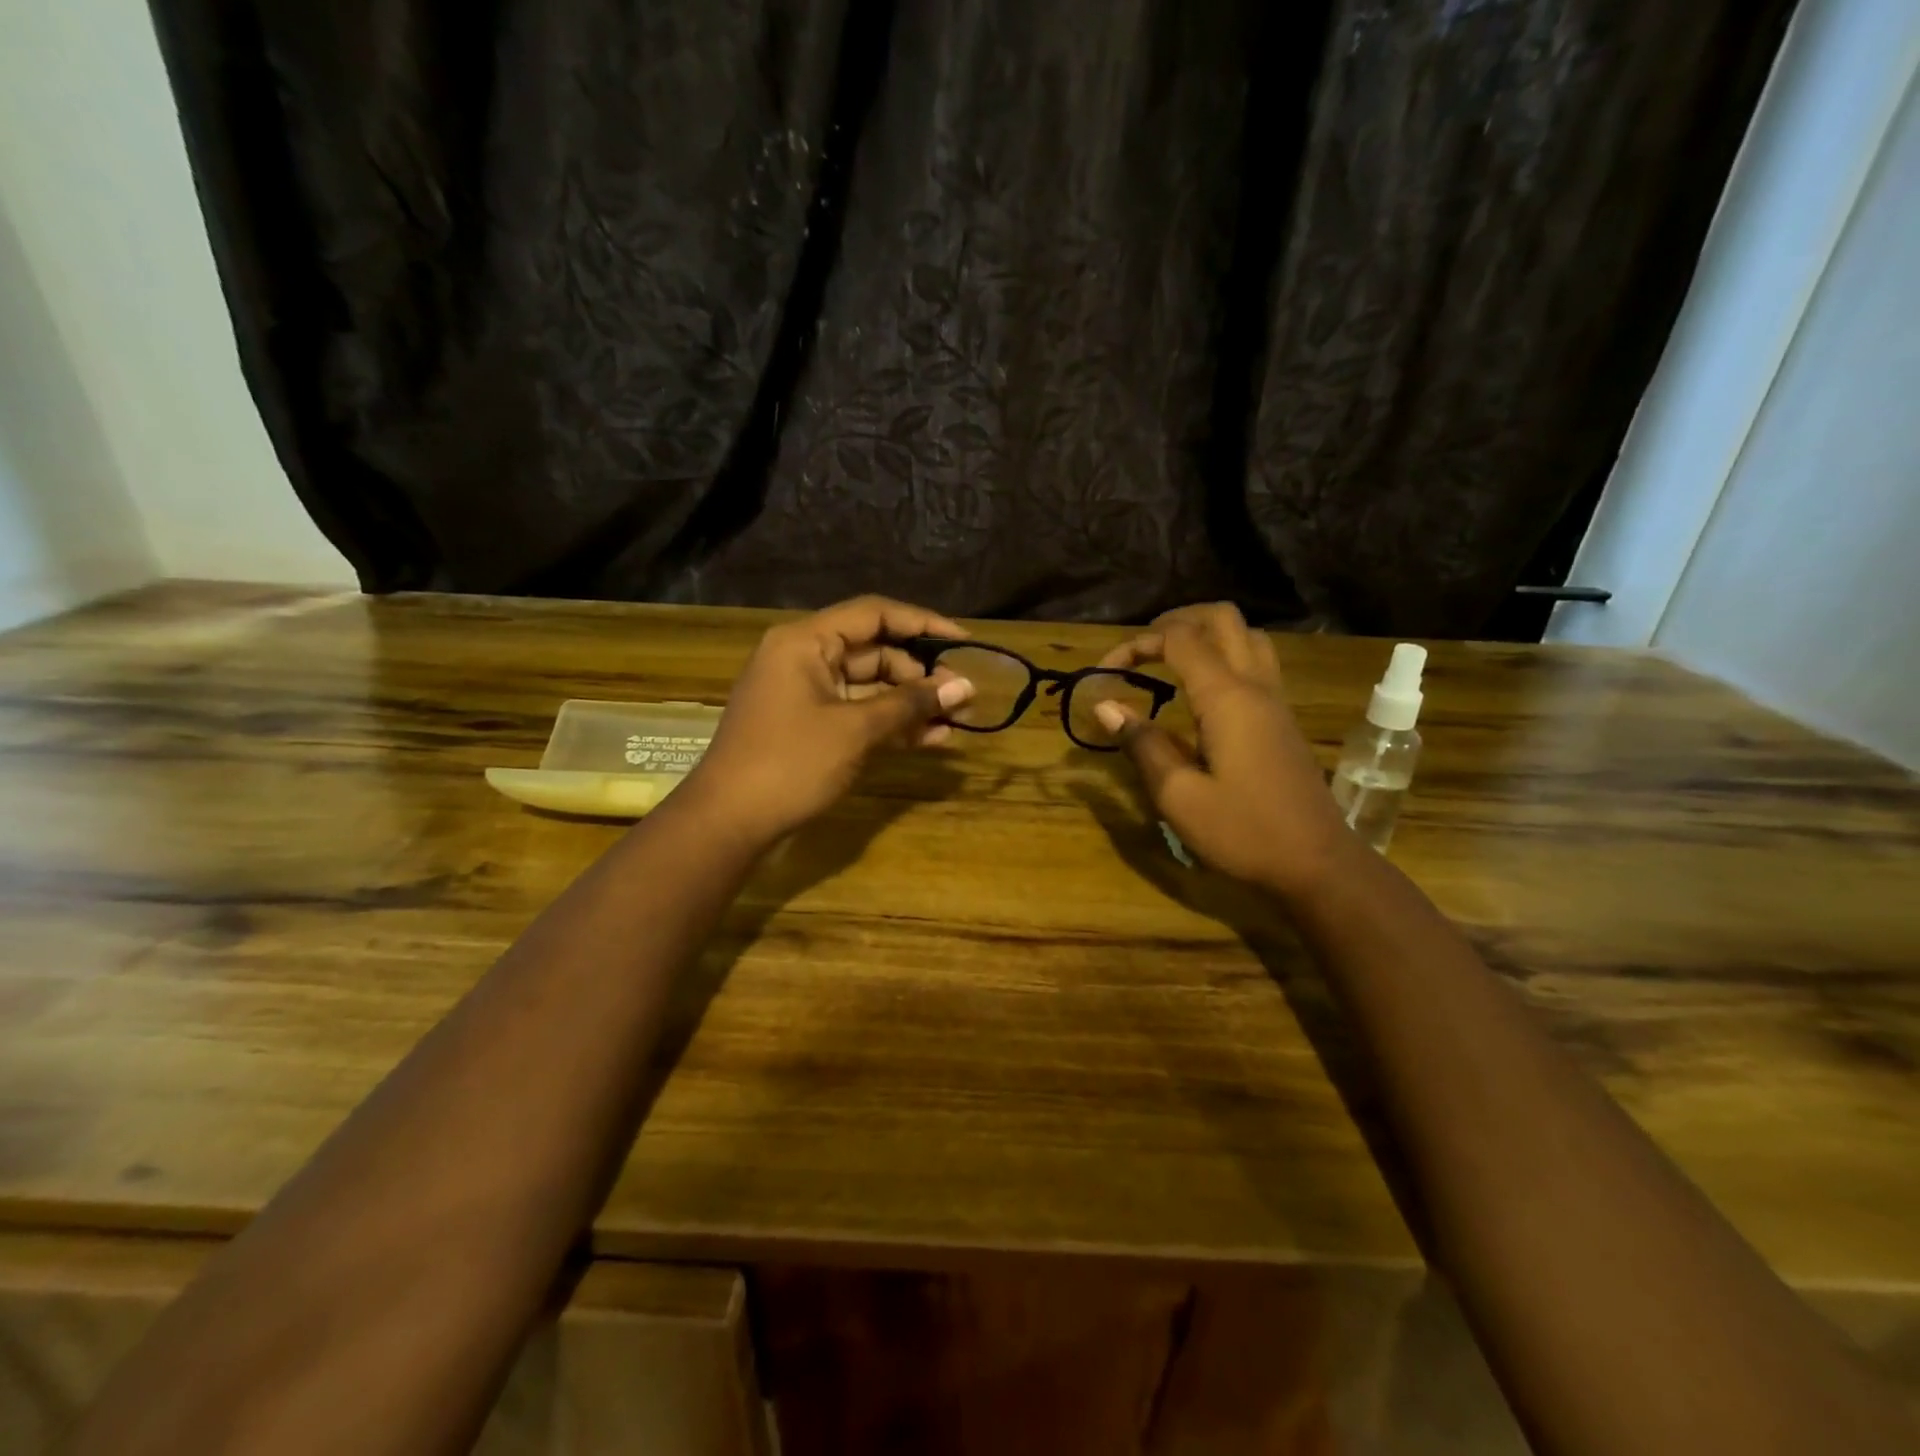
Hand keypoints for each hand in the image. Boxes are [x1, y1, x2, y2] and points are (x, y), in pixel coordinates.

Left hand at [678, 596, 975, 847]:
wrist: (729, 822)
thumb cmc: (790, 763)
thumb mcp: (855, 729)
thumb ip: (911, 704)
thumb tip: (965, 687)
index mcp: (806, 641)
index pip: (874, 614)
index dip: (922, 623)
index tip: (963, 643)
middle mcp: (805, 658)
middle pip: (874, 651)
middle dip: (921, 673)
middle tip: (963, 696)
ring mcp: (806, 694)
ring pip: (870, 686)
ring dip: (911, 702)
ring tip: (957, 720)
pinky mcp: (810, 726)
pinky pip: (857, 713)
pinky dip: (890, 724)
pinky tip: (931, 739)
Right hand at [1093, 603, 1353, 901]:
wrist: (1317, 864)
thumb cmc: (1243, 832)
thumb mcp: (1178, 796)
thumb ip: (1142, 744)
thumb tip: (1106, 707)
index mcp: (1227, 698)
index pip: (1179, 640)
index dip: (1137, 644)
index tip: (1104, 673)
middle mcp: (1256, 686)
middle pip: (1222, 619)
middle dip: (1176, 621)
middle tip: (1141, 648)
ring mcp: (1276, 700)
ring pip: (1247, 635)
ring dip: (1206, 634)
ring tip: (1170, 659)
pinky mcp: (1283, 719)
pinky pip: (1256, 663)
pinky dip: (1224, 656)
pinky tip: (1200, 691)